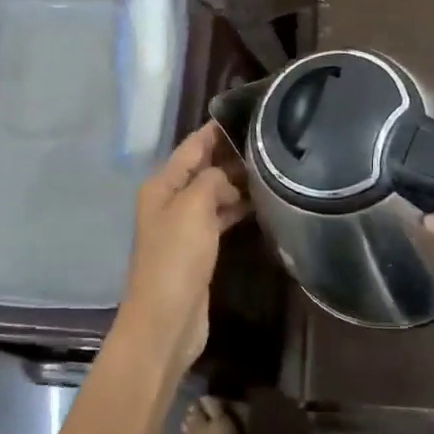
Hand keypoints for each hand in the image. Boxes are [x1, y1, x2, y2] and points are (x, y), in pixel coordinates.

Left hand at [116, 122, 250, 370]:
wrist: (166, 320)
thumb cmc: (176, 258)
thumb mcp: (193, 208)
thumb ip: (212, 180)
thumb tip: (228, 175)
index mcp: (162, 185)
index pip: (192, 146)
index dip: (216, 130)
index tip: (248, 114)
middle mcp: (170, 201)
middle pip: (203, 168)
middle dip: (231, 155)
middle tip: (270, 141)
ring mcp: (184, 226)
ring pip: (213, 193)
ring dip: (237, 182)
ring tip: (272, 168)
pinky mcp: (198, 249)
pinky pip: (219, 217)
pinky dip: (237, 208)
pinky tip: (261, 203)